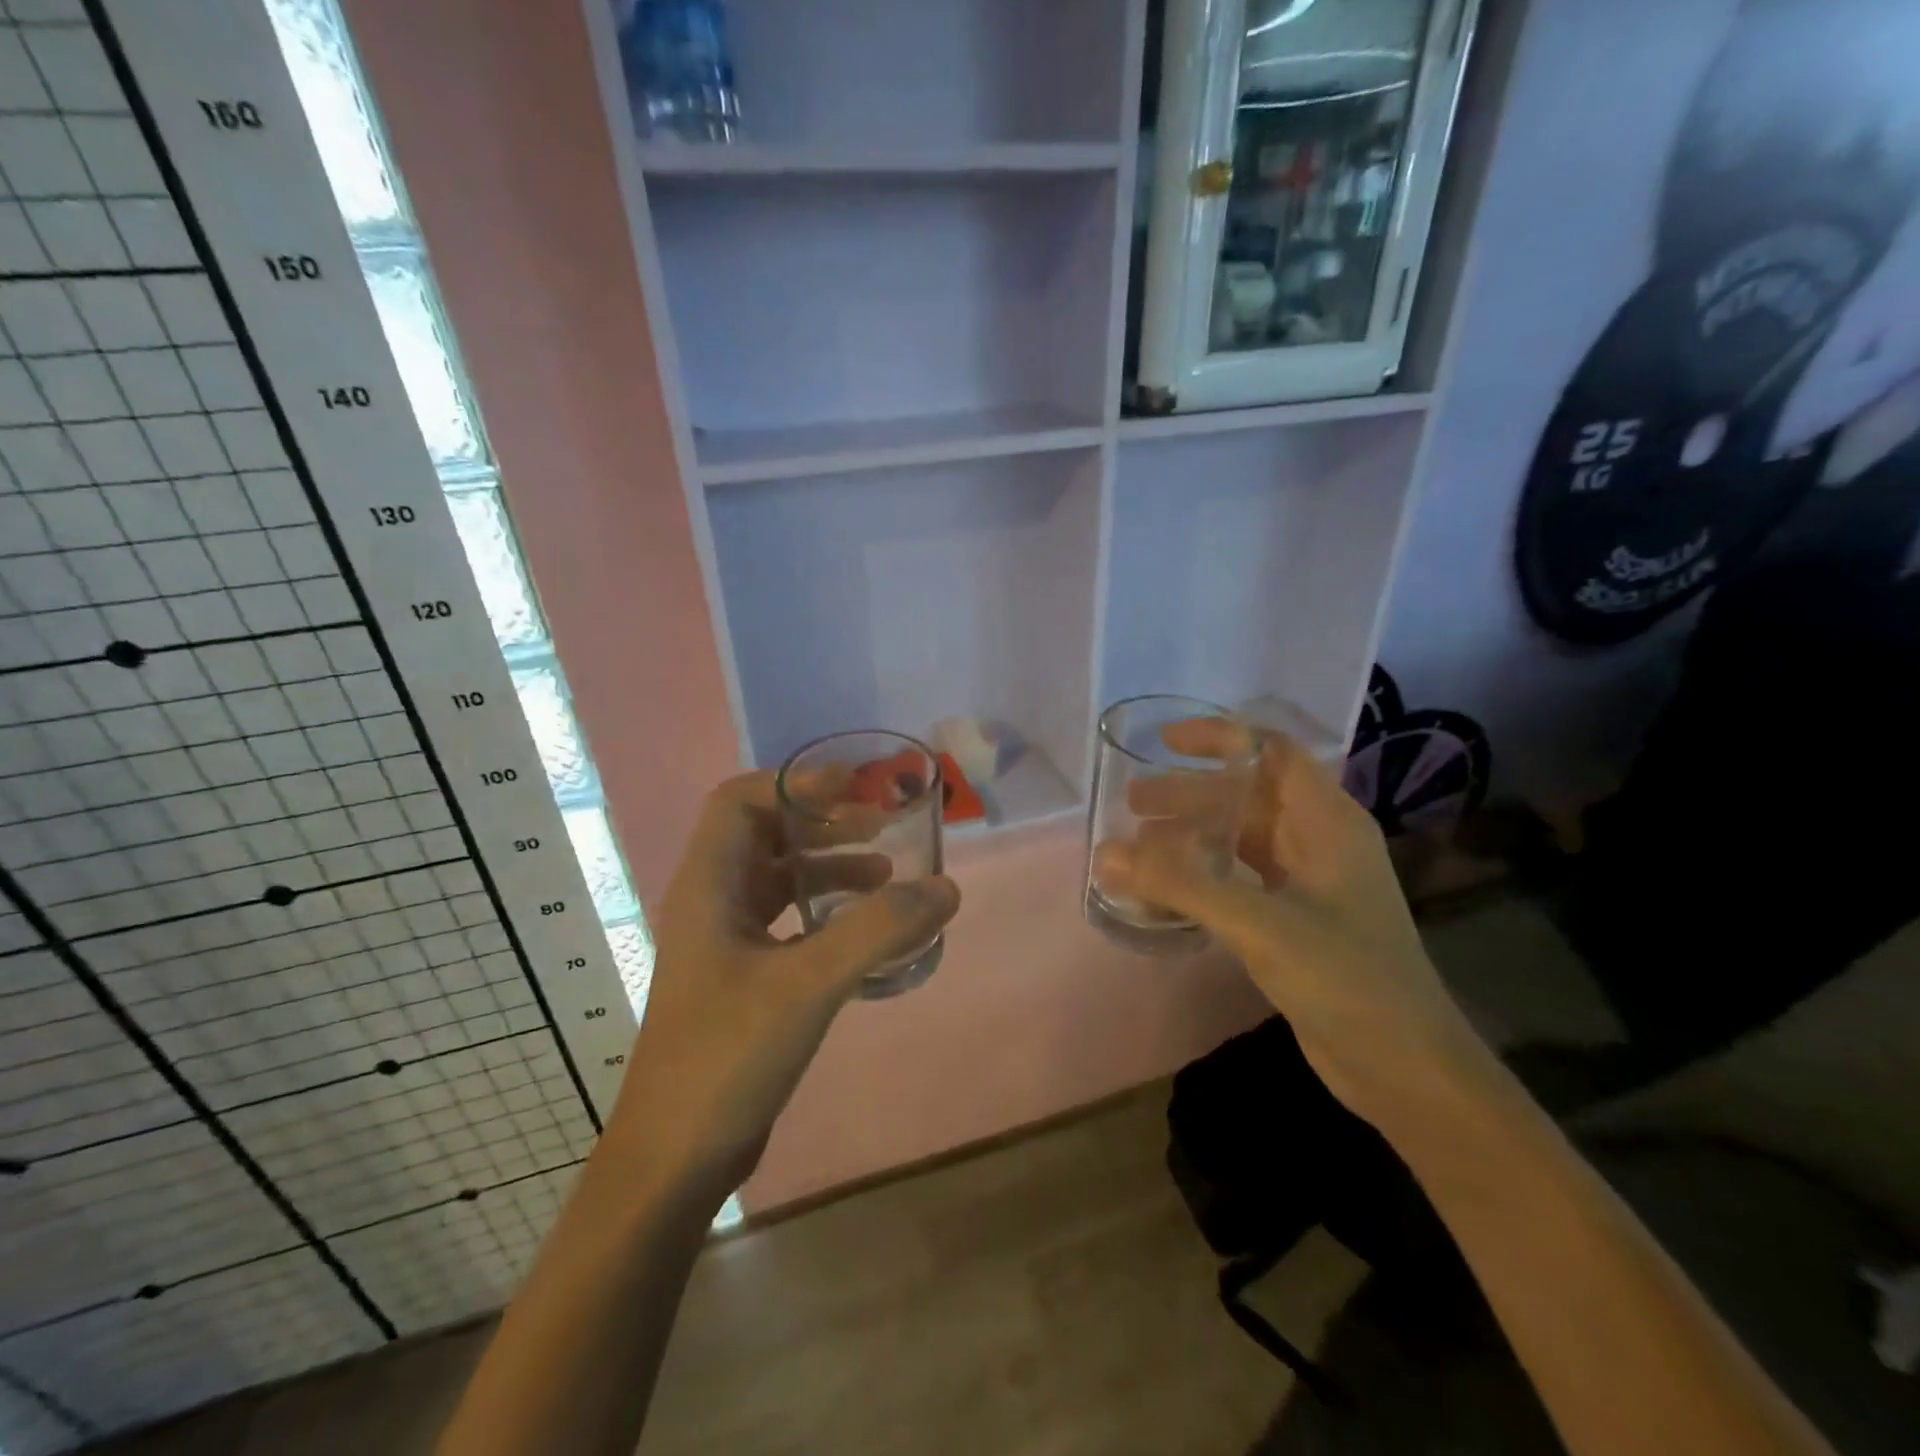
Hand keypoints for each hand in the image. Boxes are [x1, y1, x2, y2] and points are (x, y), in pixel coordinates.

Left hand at [605, 772, 959, 1199]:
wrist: (676, 1158)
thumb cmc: (728, 1056)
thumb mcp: (808, 984)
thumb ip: (878, 930)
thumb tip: (946, 887)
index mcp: (707, 886)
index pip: (739, 801)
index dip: (794, 784)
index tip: (853, 789)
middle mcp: (710, 902)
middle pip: (763, 834)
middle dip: (821, 822)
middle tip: (880, 826)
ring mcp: (724, 942)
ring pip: (778, 879)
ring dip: (828, 867)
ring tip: (886, 874)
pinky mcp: (742, 976)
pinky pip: (787, 920)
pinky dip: (826, 911)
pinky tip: (865, 930)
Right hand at [1094, 728, 1486, 1125]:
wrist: (1404, 1068)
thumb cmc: (1346, 979)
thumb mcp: (1259, 924)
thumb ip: (1181, 886)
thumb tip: (1106, 854)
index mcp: (1327, 821)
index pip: (1272, 752)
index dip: (1220, 738)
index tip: (1164, 742)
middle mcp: (1319, 841)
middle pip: (1247, 796)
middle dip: (1189, 792)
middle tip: (1132, 803)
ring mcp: (1309, 882)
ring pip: (1241, 838)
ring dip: (1192, 834)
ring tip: (1138, 843)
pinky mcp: (1295, 919)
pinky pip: (1239, 878)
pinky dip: (1202, 874)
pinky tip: (1167, 888)